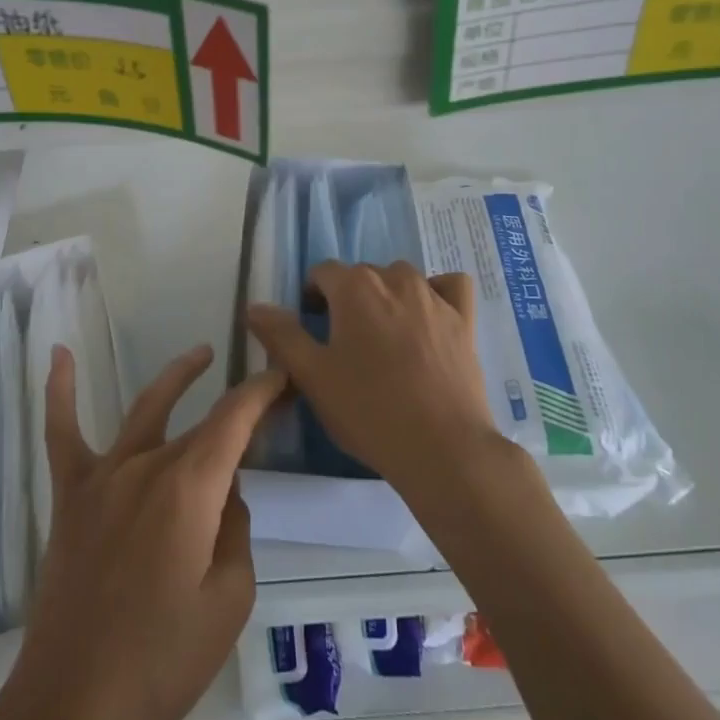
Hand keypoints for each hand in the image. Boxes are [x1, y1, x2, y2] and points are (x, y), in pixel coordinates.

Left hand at [9, 342, 287, 719]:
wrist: (72, 707)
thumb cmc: (161, 662)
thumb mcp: (229, 602)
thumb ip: (235, 532)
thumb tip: (226, 494)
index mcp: (189, 489)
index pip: (235, 420)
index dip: (262, 391)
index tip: (283, 375)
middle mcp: (146, 467)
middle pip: (199, 424)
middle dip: (236, 410)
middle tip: (265, 403)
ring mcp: (103, 478)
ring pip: (145, 411)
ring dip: (177, 378)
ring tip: (201, 354)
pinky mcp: (70, 498)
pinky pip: (62, 434)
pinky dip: (60, 392)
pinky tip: (59, 354)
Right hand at [245, 261, 495, 496]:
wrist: (442, 447)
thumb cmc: (368, 410)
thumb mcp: (312, 376)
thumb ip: (281, 336)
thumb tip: (254, 306)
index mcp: (354, 287)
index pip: (323, 272)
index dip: (312, 297)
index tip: (311, 328)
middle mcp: (395, 278)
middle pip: (362, 275)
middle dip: (348, 298)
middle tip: (344, 344)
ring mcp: (434, 296)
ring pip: (402, 278)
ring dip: (387, 296)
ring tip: (383, 338)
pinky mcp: (464, 318)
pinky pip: (450, 286)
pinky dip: (438, 292)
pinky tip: (430, 317)